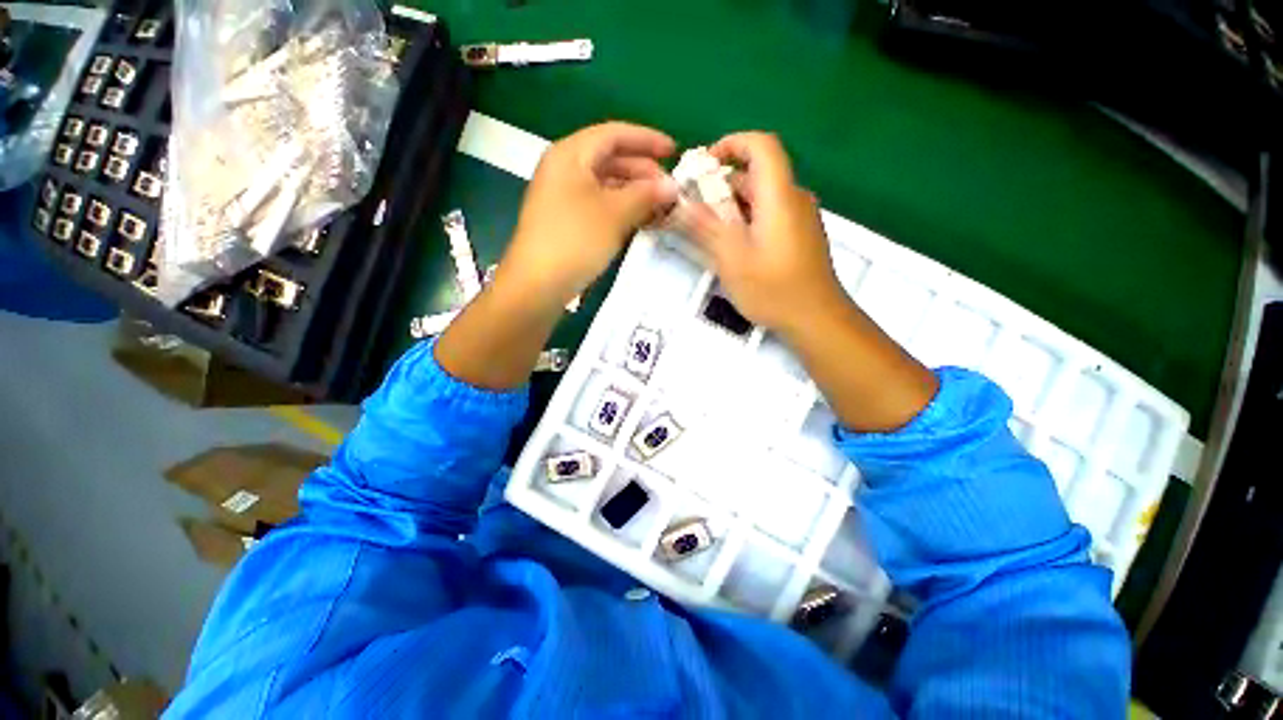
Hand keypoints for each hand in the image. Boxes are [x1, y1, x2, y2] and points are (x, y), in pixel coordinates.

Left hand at [494, 122, 678, 311]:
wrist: (538, 285)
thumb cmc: (575, 240)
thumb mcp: (614, 214)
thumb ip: (646, 195)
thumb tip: (672, 186)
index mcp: (570, 155)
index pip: (614, 134)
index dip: (647, 140)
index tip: (675, 151)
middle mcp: (565, 170)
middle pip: (610, 159)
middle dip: (643, 172)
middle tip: (670, 190)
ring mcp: (564, 198)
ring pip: (607, 186)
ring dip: (635, 194)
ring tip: (661, 208)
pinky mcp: (567, 222)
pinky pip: (600, 206)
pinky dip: (622, 210)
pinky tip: (641, 221)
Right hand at [670, 132, 846, 334]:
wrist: (817, 319)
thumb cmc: (773, 289)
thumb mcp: (732, 259)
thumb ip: (706, 227)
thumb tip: (681, 204)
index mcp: (779, 196)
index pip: (762, 145)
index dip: (732, 144)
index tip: (704, 165)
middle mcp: (794, 199)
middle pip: (757, 174)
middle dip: (722, 185)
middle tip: (695, 209)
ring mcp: (800, 218)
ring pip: (762, 197)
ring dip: (733, 206)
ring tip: (709, 232)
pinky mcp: (801, 235)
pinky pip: (771, 214)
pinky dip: (748, 220)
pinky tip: (734, 247)